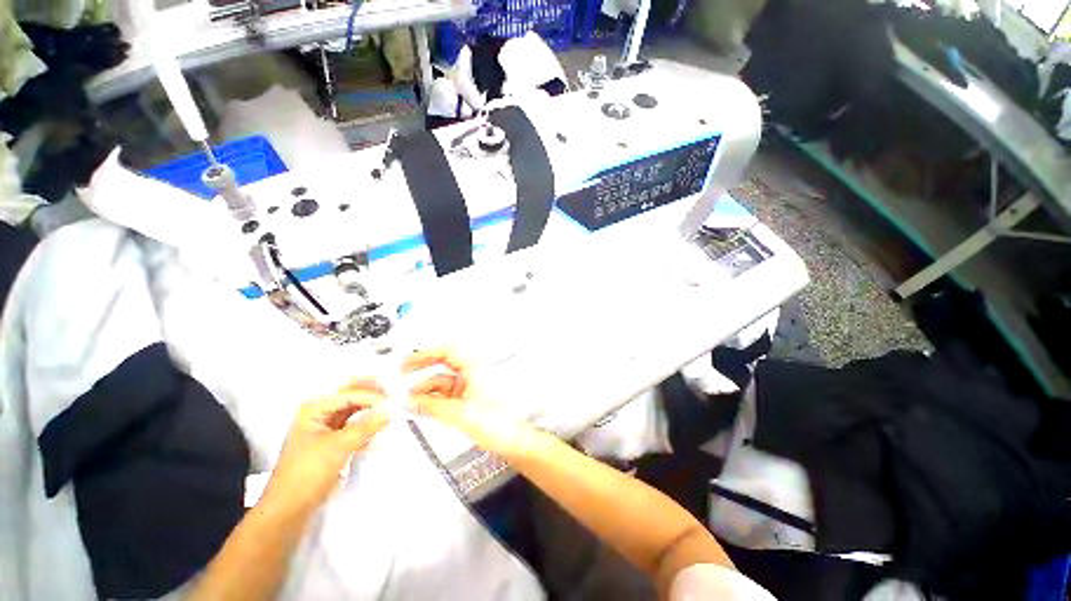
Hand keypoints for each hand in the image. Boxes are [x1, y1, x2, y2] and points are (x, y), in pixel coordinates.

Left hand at [261, 380, 388, 514]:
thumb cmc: (308, 472)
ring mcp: (327, 426)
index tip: (394, 401)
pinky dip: (368, 425)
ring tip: (393, 410)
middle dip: (374, 395)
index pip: (350, 393)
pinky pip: (356, 425)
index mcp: (315, 408)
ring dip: (373, 410)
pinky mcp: (334, 441)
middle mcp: (320, 412)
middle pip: (352, 396)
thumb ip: (367, 425)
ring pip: (356, 410)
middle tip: (396, 395)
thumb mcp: (339, 446)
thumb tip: (392, 410)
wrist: (290, 508)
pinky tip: (381, 428)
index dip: (372, 396)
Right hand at [402, 349, 531, 456]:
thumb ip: (432, 406)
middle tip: (401, 375)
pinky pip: (445, 395)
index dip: (427, 353)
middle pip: (443, 364)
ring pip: (442, 382)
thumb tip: (410, 401)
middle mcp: (472, 373)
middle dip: (422, 369)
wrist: (512, 441)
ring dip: (424, 389)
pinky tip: (419, 407)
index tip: (408, 361)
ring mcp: (469, 386)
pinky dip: (431, 399)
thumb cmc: (496, 423)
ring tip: (406, 400)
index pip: (449, 351)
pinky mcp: (466, 399)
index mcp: (475, 368)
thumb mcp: (460, 413)